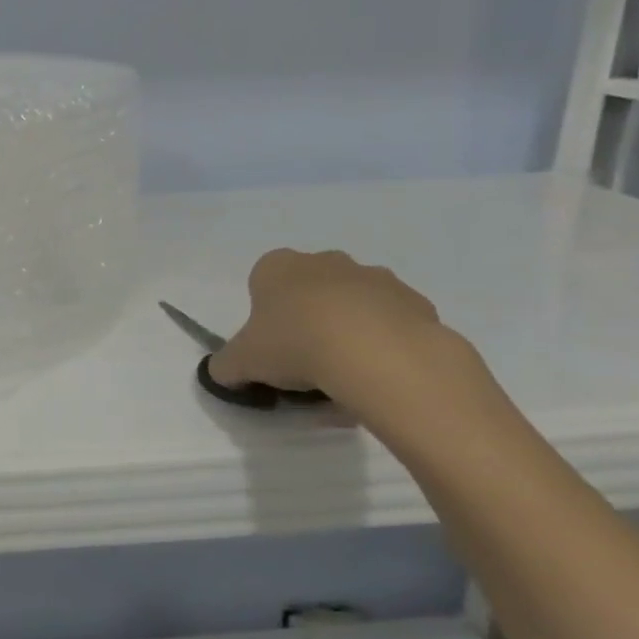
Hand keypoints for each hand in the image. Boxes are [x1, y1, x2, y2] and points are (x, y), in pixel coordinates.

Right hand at [209, 248, 450, 408]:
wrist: (379, 355)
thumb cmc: (296, 345)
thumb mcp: (242, 362)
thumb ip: (225, 366)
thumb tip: (223, 373)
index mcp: (277, 266)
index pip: (262, 283)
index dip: (265, 316)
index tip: (272, 347)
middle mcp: (325, 261)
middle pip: (310, 290)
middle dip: (308, 319)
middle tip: (306, 363)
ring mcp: (374, 277)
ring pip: (353, 305)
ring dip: (348, 331)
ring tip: (347, 377)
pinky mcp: (415, 302)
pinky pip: (392, 324)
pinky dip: (385, 344)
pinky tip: (380, 376)